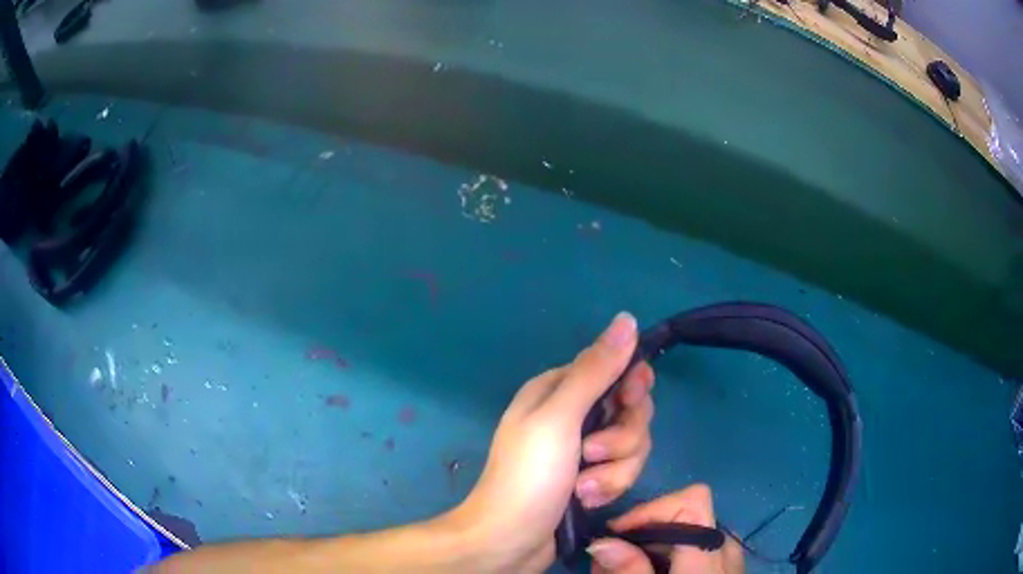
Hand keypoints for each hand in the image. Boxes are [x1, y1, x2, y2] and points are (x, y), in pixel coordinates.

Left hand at [449, 312, 654, 571]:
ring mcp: (583, 449)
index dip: (630, 388)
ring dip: (614, 470)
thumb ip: (595, 370)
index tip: (628, 405)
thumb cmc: (528, 476)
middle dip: (621, 439)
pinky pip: (622, 471)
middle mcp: (573, 414)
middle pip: (630, 411)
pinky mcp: (592, 478)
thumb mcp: (559, 418)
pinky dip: (609, 487)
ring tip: (584, 488)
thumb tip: (627, 318)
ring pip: (632, 445)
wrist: (509, 540)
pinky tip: (586, 500)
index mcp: (558, 389)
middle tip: (592, 455)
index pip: (615, 369)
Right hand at [587, 485, 744, 573]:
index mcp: (709, 558)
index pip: (693, 502)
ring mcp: (731, 559)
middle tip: (610, 557)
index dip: (652, 509)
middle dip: (644, 530)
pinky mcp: (726, 569)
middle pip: (688, 516)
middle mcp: (726, 551)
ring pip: (689, 532)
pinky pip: (696, 548)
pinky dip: (668, 556)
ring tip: (625, 570)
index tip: (615, 533)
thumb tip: (602, 540)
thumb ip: (629, 573)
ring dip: (652, 544)